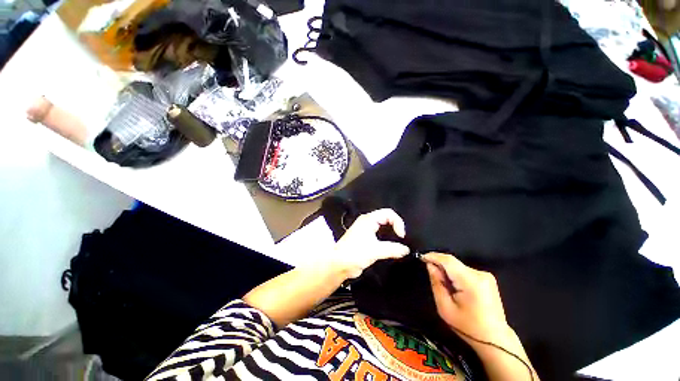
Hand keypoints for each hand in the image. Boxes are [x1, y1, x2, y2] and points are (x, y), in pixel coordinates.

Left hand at [331, 209, 409, 278]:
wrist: (339, 265)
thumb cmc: (355, 253)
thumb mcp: (375, 251)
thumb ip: (392, 249)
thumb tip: (406, 250)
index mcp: (368, 219)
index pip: (388, 213)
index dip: (398, 222)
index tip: (401, 236)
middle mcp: (367, 222)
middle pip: (386, 218)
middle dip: (395, 226)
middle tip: (401, 238)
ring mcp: (365, 230)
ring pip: (382, 227)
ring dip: (391, 233)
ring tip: (398, 242)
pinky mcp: (365, 239)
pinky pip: (379, 235)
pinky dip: (386, 239)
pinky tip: (390, 247)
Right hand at [423, 252, 511, 345]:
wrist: (496, 340)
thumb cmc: (468, 327)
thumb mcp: (445, 308)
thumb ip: (436, 283)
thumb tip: (430, 265)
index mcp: (471, 282)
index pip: (448, 260)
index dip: (433, 256)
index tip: (421, 257)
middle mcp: (480, 274)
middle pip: (453, 263)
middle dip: (440, 266)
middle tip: (432, 276)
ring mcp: (486, 276)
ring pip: (458, 266)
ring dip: (447, 271)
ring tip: (445, 286)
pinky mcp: (487, 278)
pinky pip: (464, 270)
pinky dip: (456, 274)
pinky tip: (455, 287)